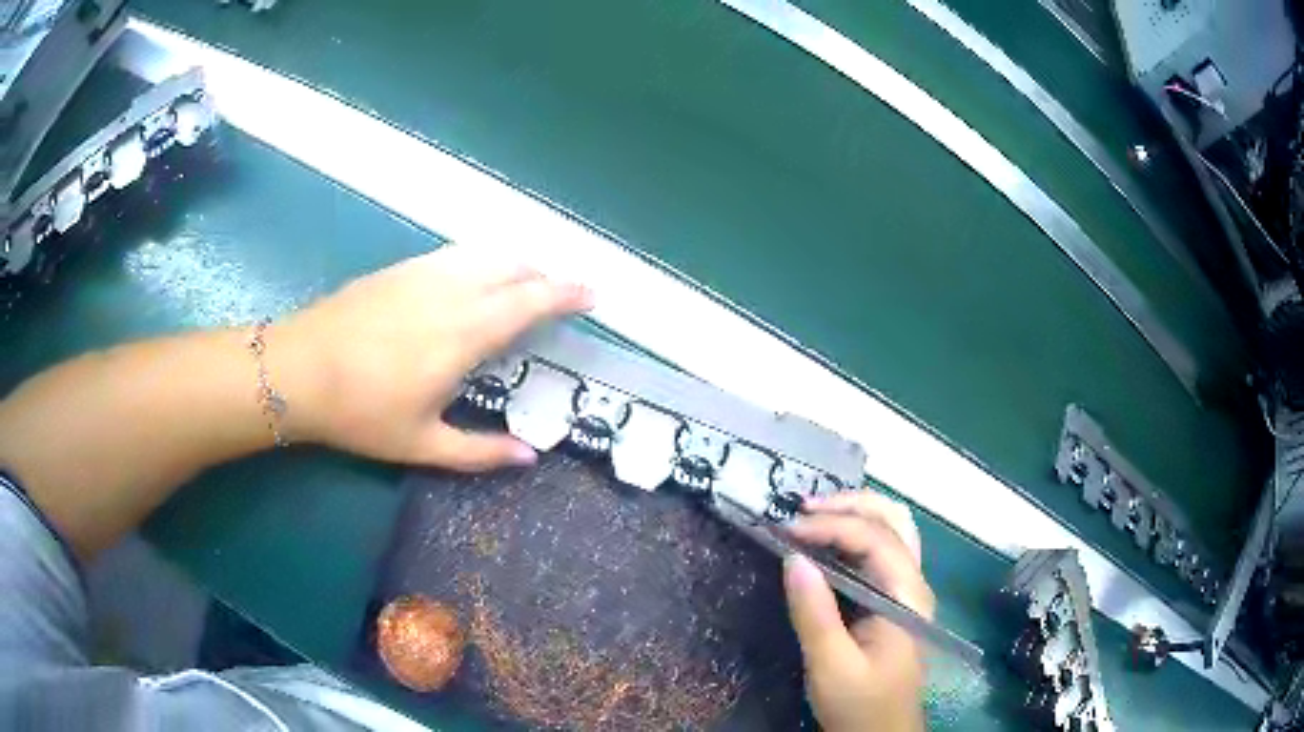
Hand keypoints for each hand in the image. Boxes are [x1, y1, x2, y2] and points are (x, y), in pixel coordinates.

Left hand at [273, 245, 591, 469]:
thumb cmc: (360, 412)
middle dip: (545, 276)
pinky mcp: (399, 268)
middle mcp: (451, 292)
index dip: (566, 294)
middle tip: (559, 295)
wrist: (298, 369)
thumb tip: (530, 457)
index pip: (530, 301)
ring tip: (522, 284)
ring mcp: (423, 273)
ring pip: (484, 254)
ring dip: (514, 264)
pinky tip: (472, 278)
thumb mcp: (421, 444)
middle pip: (513, 267)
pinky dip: (480, 260)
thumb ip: (480, 452)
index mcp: (464, 334)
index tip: (591, 294)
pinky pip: (455, 254)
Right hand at [784, 491, 934, 731]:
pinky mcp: (892, 601)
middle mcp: (913, 584)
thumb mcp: (831, 666)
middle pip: (894, 520)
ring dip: (854, 514)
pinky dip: (852, 535)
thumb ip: (815, 613)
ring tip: (811, 517)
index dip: (832, 526)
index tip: (786, 530)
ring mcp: (906, 591)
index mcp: (907, 596)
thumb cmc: (860, 705)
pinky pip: (879, 552)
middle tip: (802, 510)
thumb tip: (792, 557)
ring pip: (891, 531)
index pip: (876, 539)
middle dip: (849, 505)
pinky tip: (825, 543)